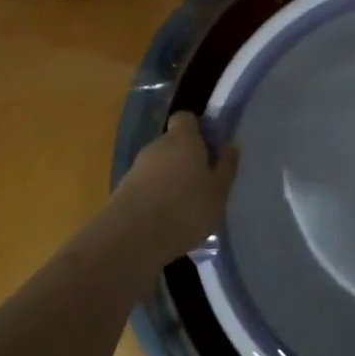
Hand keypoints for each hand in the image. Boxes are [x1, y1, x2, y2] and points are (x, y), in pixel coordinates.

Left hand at [105, 112, 239, 264]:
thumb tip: (231, 146)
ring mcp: (137, 167)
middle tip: (203, 181)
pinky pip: (147, 186)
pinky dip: (157, 196)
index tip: (210, 146)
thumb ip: (226, 166)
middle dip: (186, 158)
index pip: (186, 118)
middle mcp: (157, 146)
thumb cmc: (186, 207)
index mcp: (183, 139)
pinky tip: (167, 219)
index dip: (197, 129)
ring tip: (186, 205)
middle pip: (173, 143)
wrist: (133, 237)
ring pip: (159, 166)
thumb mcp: (219, 191)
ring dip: (171, 179)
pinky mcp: (123, 190)